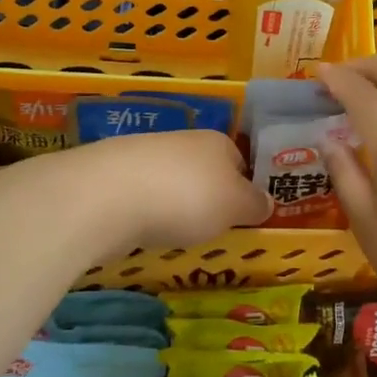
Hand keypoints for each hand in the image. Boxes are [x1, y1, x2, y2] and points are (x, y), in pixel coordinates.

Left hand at [60, 128, 271, 253]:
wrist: (110, 196)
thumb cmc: (188, 197)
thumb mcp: (236, 206)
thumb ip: (255, 204)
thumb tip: (267, 202)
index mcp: (218, 142)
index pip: (240, 163)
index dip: (244, 190)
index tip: (242, 219)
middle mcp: (183, 141)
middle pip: (204, 171)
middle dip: (207, 198)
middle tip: (210, 230)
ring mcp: (144, 155)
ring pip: (171, 182)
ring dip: (174, 205)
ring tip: (175, 235)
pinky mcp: (113, 176)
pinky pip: (141, 196)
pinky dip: (146, 213)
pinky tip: (143, 231)